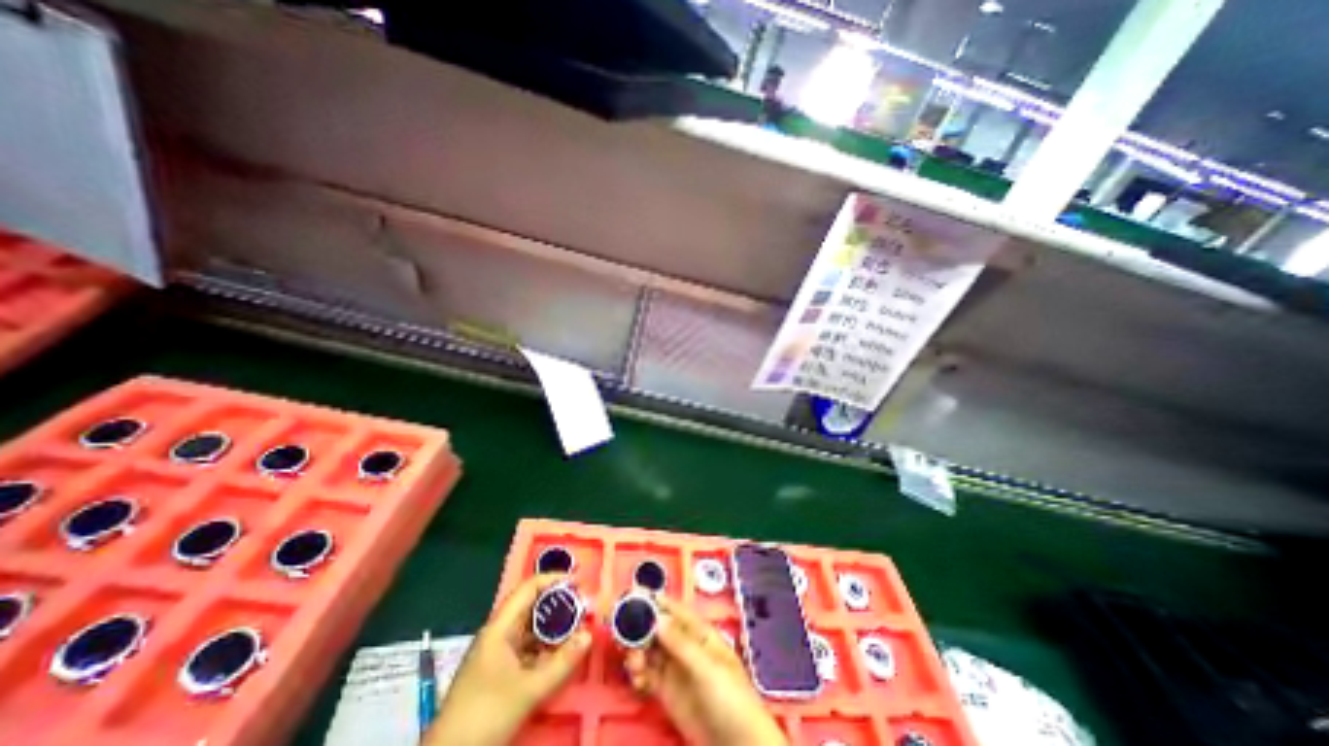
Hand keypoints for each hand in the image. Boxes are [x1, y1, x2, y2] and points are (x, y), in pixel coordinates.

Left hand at [425, 574, 591, 741]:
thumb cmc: (485, 716)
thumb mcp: (528, 690)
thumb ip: (561, 662)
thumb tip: (589, 634)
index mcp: (499, 628)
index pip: (528, 588)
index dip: (553, 579)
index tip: (578, 582)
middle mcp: (498, 633)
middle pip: (531, 606)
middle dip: (558, 603)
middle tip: (583, 605)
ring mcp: (497, 652)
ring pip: (530, 628)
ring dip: (553, 625)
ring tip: (578, 625)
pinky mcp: (499, 670)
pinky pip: (527, 647)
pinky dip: (545, 645)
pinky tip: (561, 651)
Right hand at [627, 593, 785, 745]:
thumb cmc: (730, 698)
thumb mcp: (707, 668)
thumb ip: (681, 643)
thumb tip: (657, 618)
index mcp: (699, 632)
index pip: (674, 610)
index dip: (655, 601)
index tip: (633, 594)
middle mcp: (684, 645)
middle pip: (658, 629)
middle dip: (640, 627)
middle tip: (622, 632)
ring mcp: (675, 668)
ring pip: (650, 651)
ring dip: (637, 652)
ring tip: (633, 663)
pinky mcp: (667, 692)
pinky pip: (648, 675)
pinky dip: (638, 674)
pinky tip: (637, 679)